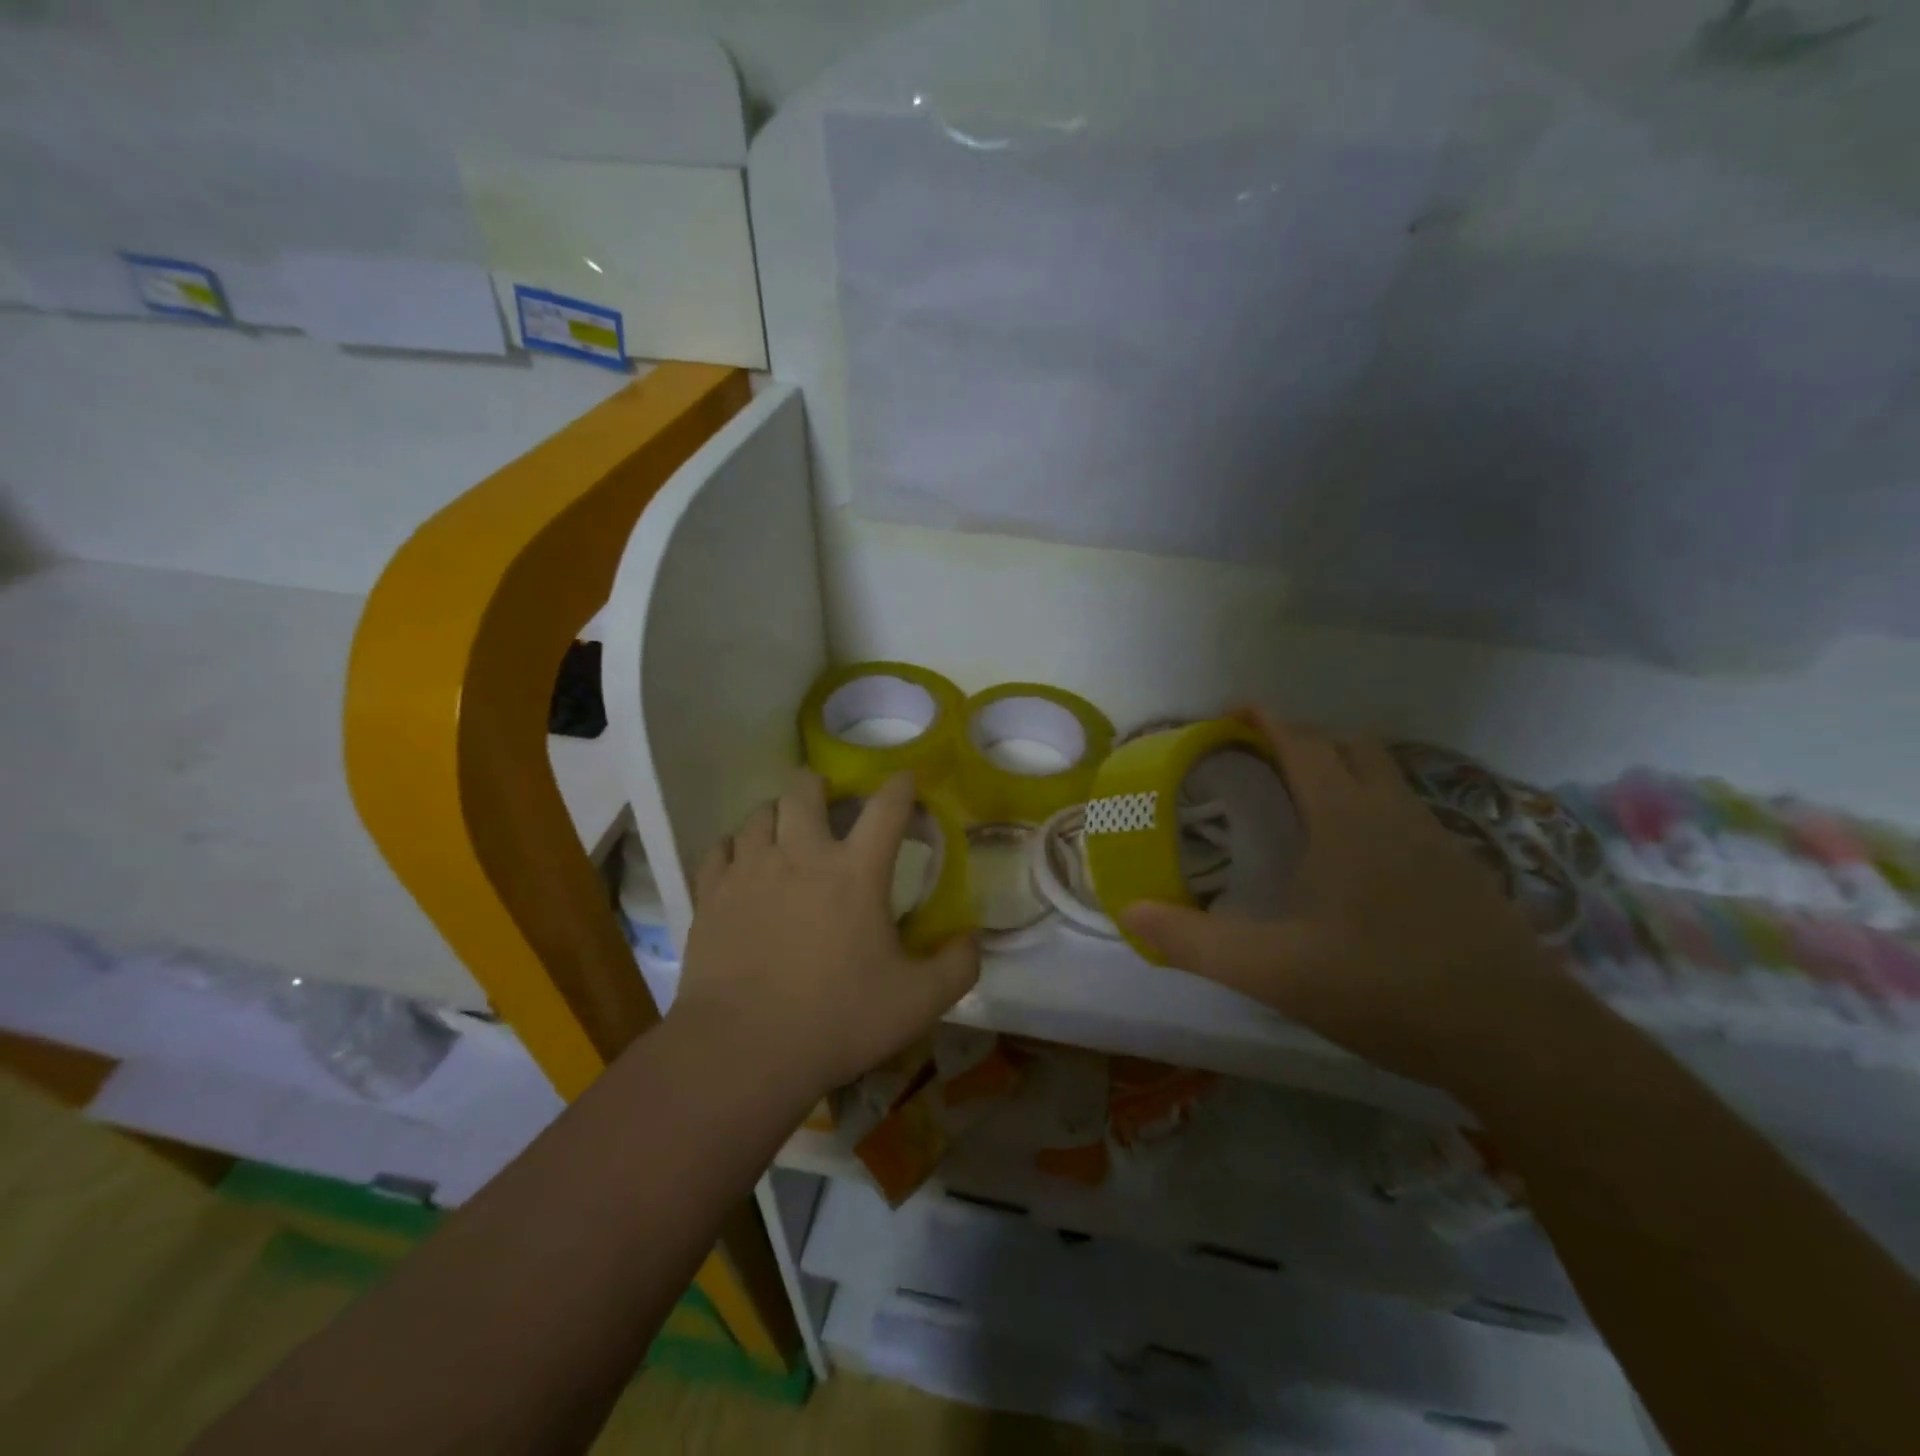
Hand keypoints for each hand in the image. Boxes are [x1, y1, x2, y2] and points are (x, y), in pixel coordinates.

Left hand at [671, 769, 979, 1099]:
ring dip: (778, 814)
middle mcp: (801, 854)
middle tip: (828, 801)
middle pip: (805, 789)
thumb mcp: (918, 1002)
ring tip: (785, 832)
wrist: (742, 1049)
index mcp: (856, 871)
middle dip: (820, 785)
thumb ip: (958, 966)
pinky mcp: (712, 894)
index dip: (901, 786)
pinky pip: (720, 848)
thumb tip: (973, 938)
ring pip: (760, 813)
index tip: (906, 780)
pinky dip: (735, 847)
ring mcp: (750, 870)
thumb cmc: (837, 1019)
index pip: (887, 807)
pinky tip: (741, 863)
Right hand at [1121, 711, 1582, 1091]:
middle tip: (1262, 758)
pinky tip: (1361, 859)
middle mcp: (1394, 814)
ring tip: (1305, 802)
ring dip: (1344, 769)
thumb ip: (1195, 942)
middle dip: (1303, 738)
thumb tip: (1129, 913)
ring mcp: (1438, 841)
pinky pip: (1409, 814)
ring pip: (1386, 778)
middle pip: (1348, 747)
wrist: (1517, 1038)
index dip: (1265, 720)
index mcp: (1346, 818)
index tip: (1233, 711)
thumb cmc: (1384, 987)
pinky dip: (1375, 807)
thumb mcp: (1273, 970)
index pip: (1302, 743)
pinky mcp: (1465, 873)